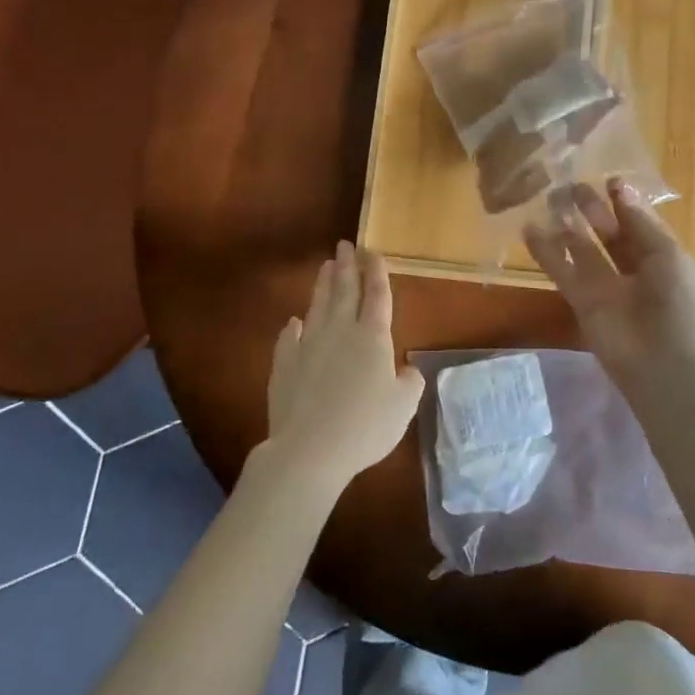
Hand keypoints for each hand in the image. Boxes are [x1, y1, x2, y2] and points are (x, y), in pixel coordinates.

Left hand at [263, 242, 425, 492]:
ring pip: (318, 306)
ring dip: (323, 285)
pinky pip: (289, 338)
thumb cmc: (364, 426)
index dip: (377, 273)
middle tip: (345, 245)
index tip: (373, 253)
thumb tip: (408, 369)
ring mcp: (309, 345)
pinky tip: (294, 321)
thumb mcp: (403, 407)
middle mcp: (341, 332)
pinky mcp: (285, 364)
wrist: (309, 450)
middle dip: (347, 266)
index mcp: (373, 337)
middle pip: (344, 291)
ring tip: (326, 266)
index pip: (377, 295)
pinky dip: (293, 327)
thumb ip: (410, 383)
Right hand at [525, 180, 694, 394]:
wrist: (672, 371)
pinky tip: (529, 229)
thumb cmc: (683, 307)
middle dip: (592, 210)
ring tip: (547, 198)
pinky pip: (563, 273)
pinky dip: (546, 253)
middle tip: (570, 185)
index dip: (623, 203)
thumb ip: (640, 222)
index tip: (607, 180)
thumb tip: (618, 185)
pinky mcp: (582, 304)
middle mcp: (634, 272)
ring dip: (567, 226)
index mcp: (663, 259)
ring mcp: (607, 289)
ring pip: (582, 251)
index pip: (639, 224)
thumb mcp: (669, 256)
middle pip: (609, 235)